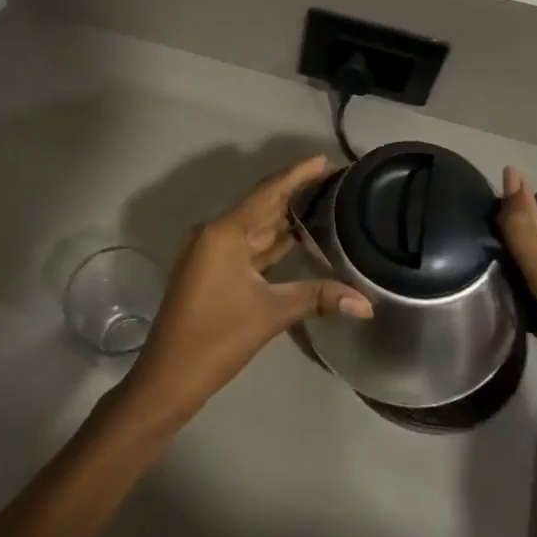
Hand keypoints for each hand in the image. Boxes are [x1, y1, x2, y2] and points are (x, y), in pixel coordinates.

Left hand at [124, 155, 372, 423]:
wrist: (169, 375)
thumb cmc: (217, 337)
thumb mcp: (270, 314)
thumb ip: (318, 298)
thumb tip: (367, 304)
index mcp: (224, 232)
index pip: (268, 193)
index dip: (297, 174)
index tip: (324, 160)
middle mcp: (215, 233)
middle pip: (262, 206)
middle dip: (296, 193)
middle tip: (334, 181)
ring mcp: (211, 253)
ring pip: (255, 228)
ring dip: (285, 218)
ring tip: (323, 203)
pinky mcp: (212, 271)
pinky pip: (248, 247)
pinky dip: (272, 243)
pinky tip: (297, 239)